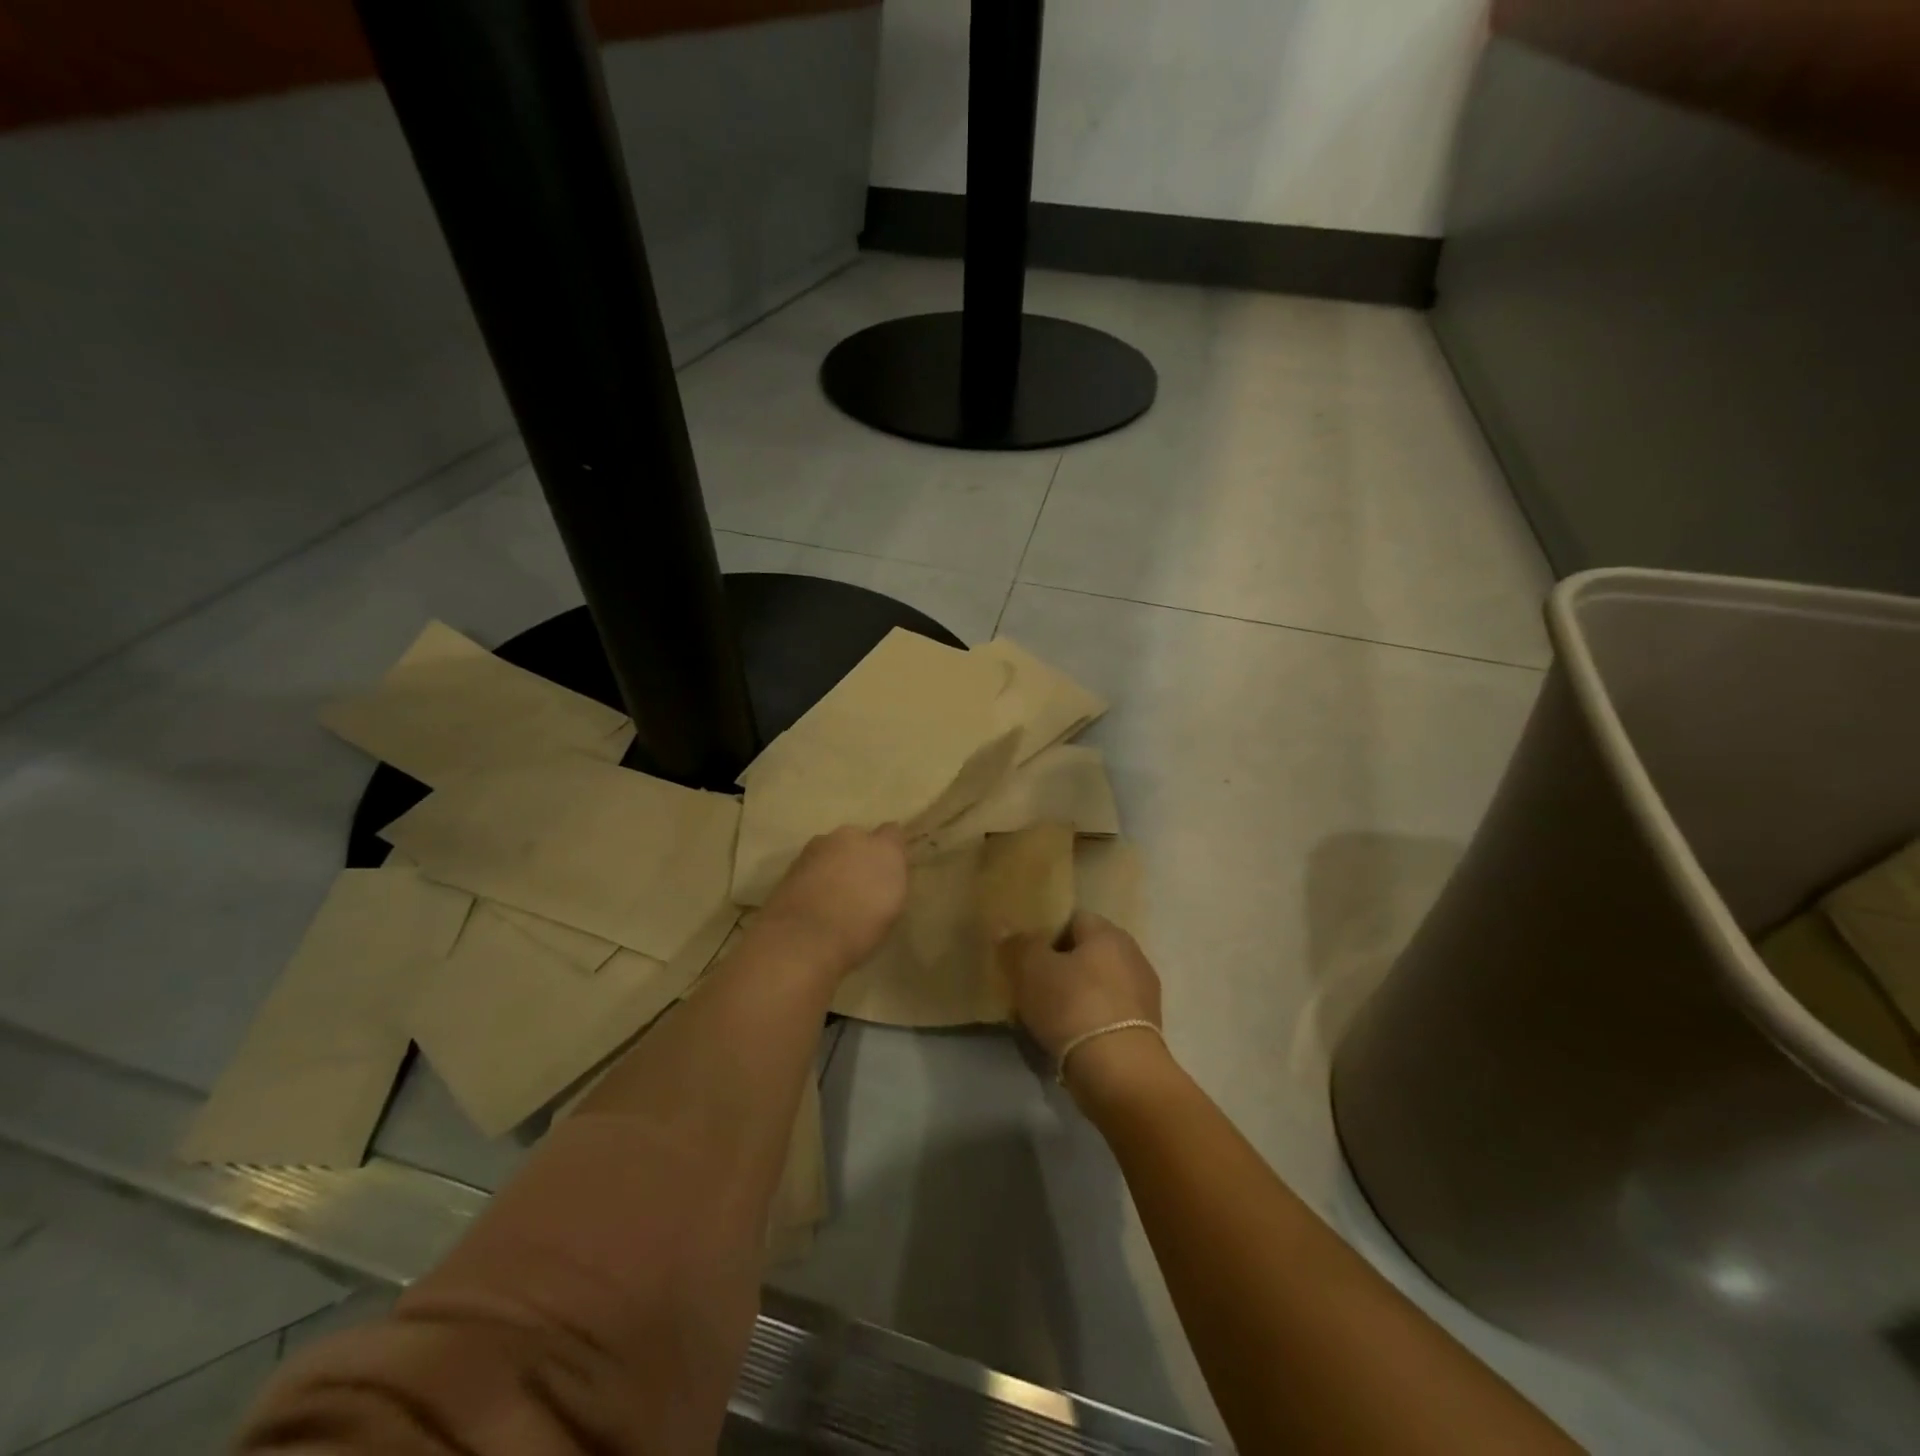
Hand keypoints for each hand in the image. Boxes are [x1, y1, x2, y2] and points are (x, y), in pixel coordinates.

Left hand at [761, 824, 909, 972]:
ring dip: (835, 864)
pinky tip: (814, 901)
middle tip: (860, 885)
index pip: (893, 832)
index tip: (890, 868)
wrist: (801, 939)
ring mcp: (817, 847)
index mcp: (883, 848)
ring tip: (833, 895)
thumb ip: (892, 882)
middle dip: (860, 855)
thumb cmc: (859, 929)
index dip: (891, 849)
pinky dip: (814, 876)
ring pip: (832, 850)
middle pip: (858, 839)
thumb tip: (887, 875)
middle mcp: (850, 837)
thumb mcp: (892, 910)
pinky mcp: (792, 862)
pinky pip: (812, 864)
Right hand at [1001, 911, 1161, 1061]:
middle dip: (1059, 965)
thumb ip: (1018, 944)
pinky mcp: (1144, 1030)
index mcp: (1109, 933)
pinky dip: (1088, 1020)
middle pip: (1086, 952)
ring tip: (1045, 1014)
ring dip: (1074, 994)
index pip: (1073, 919)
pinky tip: (1068, 1036)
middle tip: (1030, 984)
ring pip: (1097, 984)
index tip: (1024, 953)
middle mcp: (1132, 956)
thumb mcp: (1032, 969)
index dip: (1046, 931)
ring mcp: (1143, 994)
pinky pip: (1106, 1013)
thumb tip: (1005, 926)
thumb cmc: (1074, 1006)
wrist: (1119, 1073)